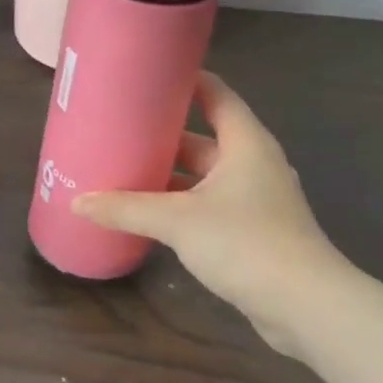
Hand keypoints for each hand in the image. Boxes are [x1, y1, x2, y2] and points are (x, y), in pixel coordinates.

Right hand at [73, 71, 349, 353]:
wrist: (305, 306)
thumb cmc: (245, 242)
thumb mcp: (178, 220)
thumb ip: (126, 208)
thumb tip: (77, 202)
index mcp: (245, 143)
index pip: (216, 94)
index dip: (185, 80)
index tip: (148, 75)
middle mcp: (253, 163)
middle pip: (204, 137)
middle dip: (164, 135)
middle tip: (120, 128)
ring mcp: (255, 199)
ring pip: (204, 175)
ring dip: (170, 174)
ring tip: (125, 168)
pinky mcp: (252, 231)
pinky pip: (208, 204)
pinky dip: (181, 204)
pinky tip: (148, 212)